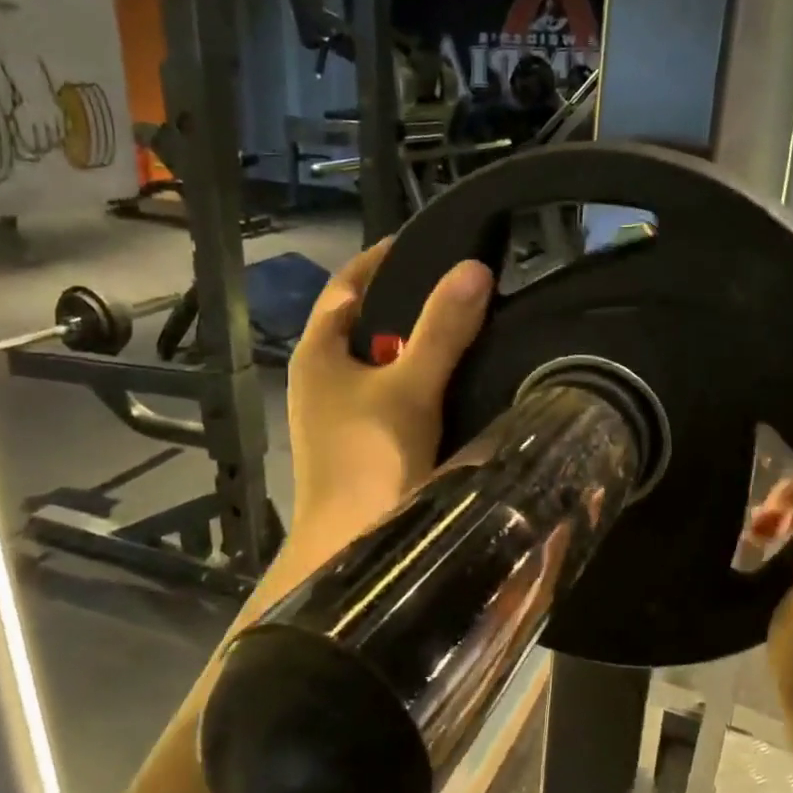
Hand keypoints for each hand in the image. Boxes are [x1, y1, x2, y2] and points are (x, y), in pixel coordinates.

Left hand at [285, 239, 493, 540]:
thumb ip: (442, 329)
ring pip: (382, 363)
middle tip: (462, 286)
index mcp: (318, 353)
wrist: (348, 551)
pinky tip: (456, 385)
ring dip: (417, 345)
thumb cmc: (370, 459)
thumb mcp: (410, 387)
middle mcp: (321, 378)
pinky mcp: (360, 444)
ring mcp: (338, 415)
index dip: (382, 259)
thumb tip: (474, 268)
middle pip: (365, 323)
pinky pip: (393, 395)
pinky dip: (420, 381)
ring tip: (468, 327)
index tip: (426, 242)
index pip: (346, 286)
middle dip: (408, 303)